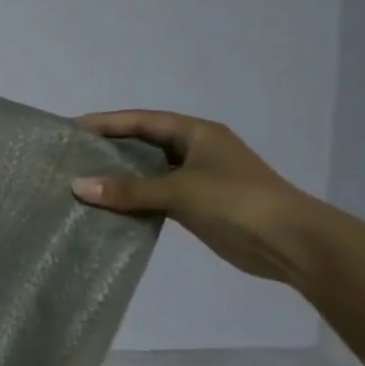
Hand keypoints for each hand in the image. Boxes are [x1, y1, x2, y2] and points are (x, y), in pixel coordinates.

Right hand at [70, 110, 329, 282]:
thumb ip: (128, 189)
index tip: (72, 128)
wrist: (293, 244)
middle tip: (71, 154)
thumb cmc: (237, 202)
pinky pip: (156, 196)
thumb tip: (76, 185)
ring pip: (148, 171)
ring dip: (120, 177)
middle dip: (109, 148)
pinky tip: (108, 206)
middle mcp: (196, 150)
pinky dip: (134, 199)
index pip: (142, 120)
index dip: (106, 123)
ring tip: (81, 180)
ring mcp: (198, 179)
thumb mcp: (179, 191)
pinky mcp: (198, 206)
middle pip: (143, 143)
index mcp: (196, 133)